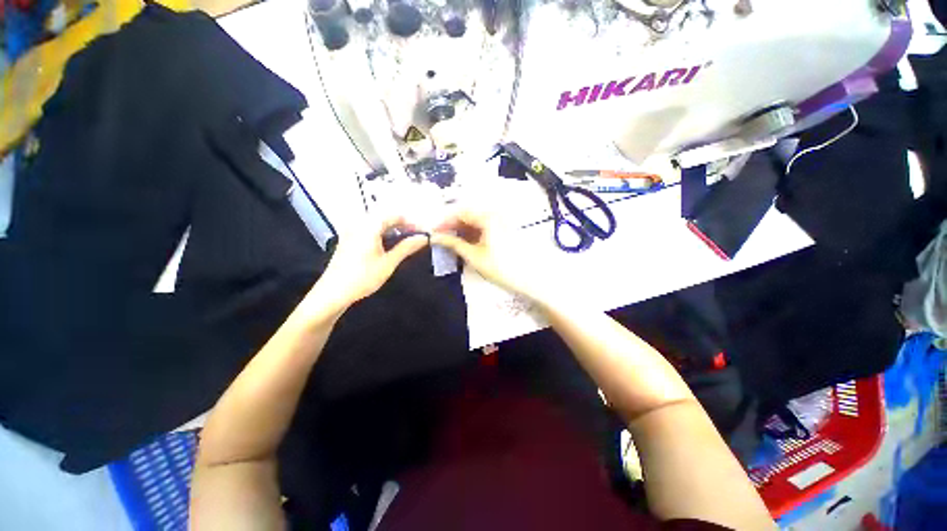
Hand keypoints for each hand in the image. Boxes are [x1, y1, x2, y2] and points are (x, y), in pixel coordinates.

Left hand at [304, 215, 428, 316]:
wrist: (333, 293)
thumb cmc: (363, 277)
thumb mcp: (388, 263)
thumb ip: (406, 247)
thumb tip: (424, 238)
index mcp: (368, 226)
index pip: (394, 215)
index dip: (411, 222)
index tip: (423, 231)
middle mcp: (359, 224)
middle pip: (385, 217)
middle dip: (403, 225)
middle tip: (417, 236)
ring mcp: (351, 231)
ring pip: (377, 223)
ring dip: (394, 229)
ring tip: (407, 240)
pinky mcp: (349, 239)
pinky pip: (369, 230)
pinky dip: (383, 233)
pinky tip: (390, 244)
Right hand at [431, 209, 545, 301]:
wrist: (528, 278)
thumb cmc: (500, 267)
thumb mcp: (473, 255)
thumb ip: (453, 243)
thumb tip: (435, 237)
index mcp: (487, 217)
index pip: (460, 212)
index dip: (444, 221)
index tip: (432, 232)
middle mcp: (493, 214)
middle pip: (467, 215)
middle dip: (451, 226)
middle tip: (439, 238)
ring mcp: (499, 222)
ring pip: (474, 221)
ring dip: (460, 230)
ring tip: (449, 242)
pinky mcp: (501, 230)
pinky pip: (482, 227)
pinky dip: (471, 234)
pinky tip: (463, 243)